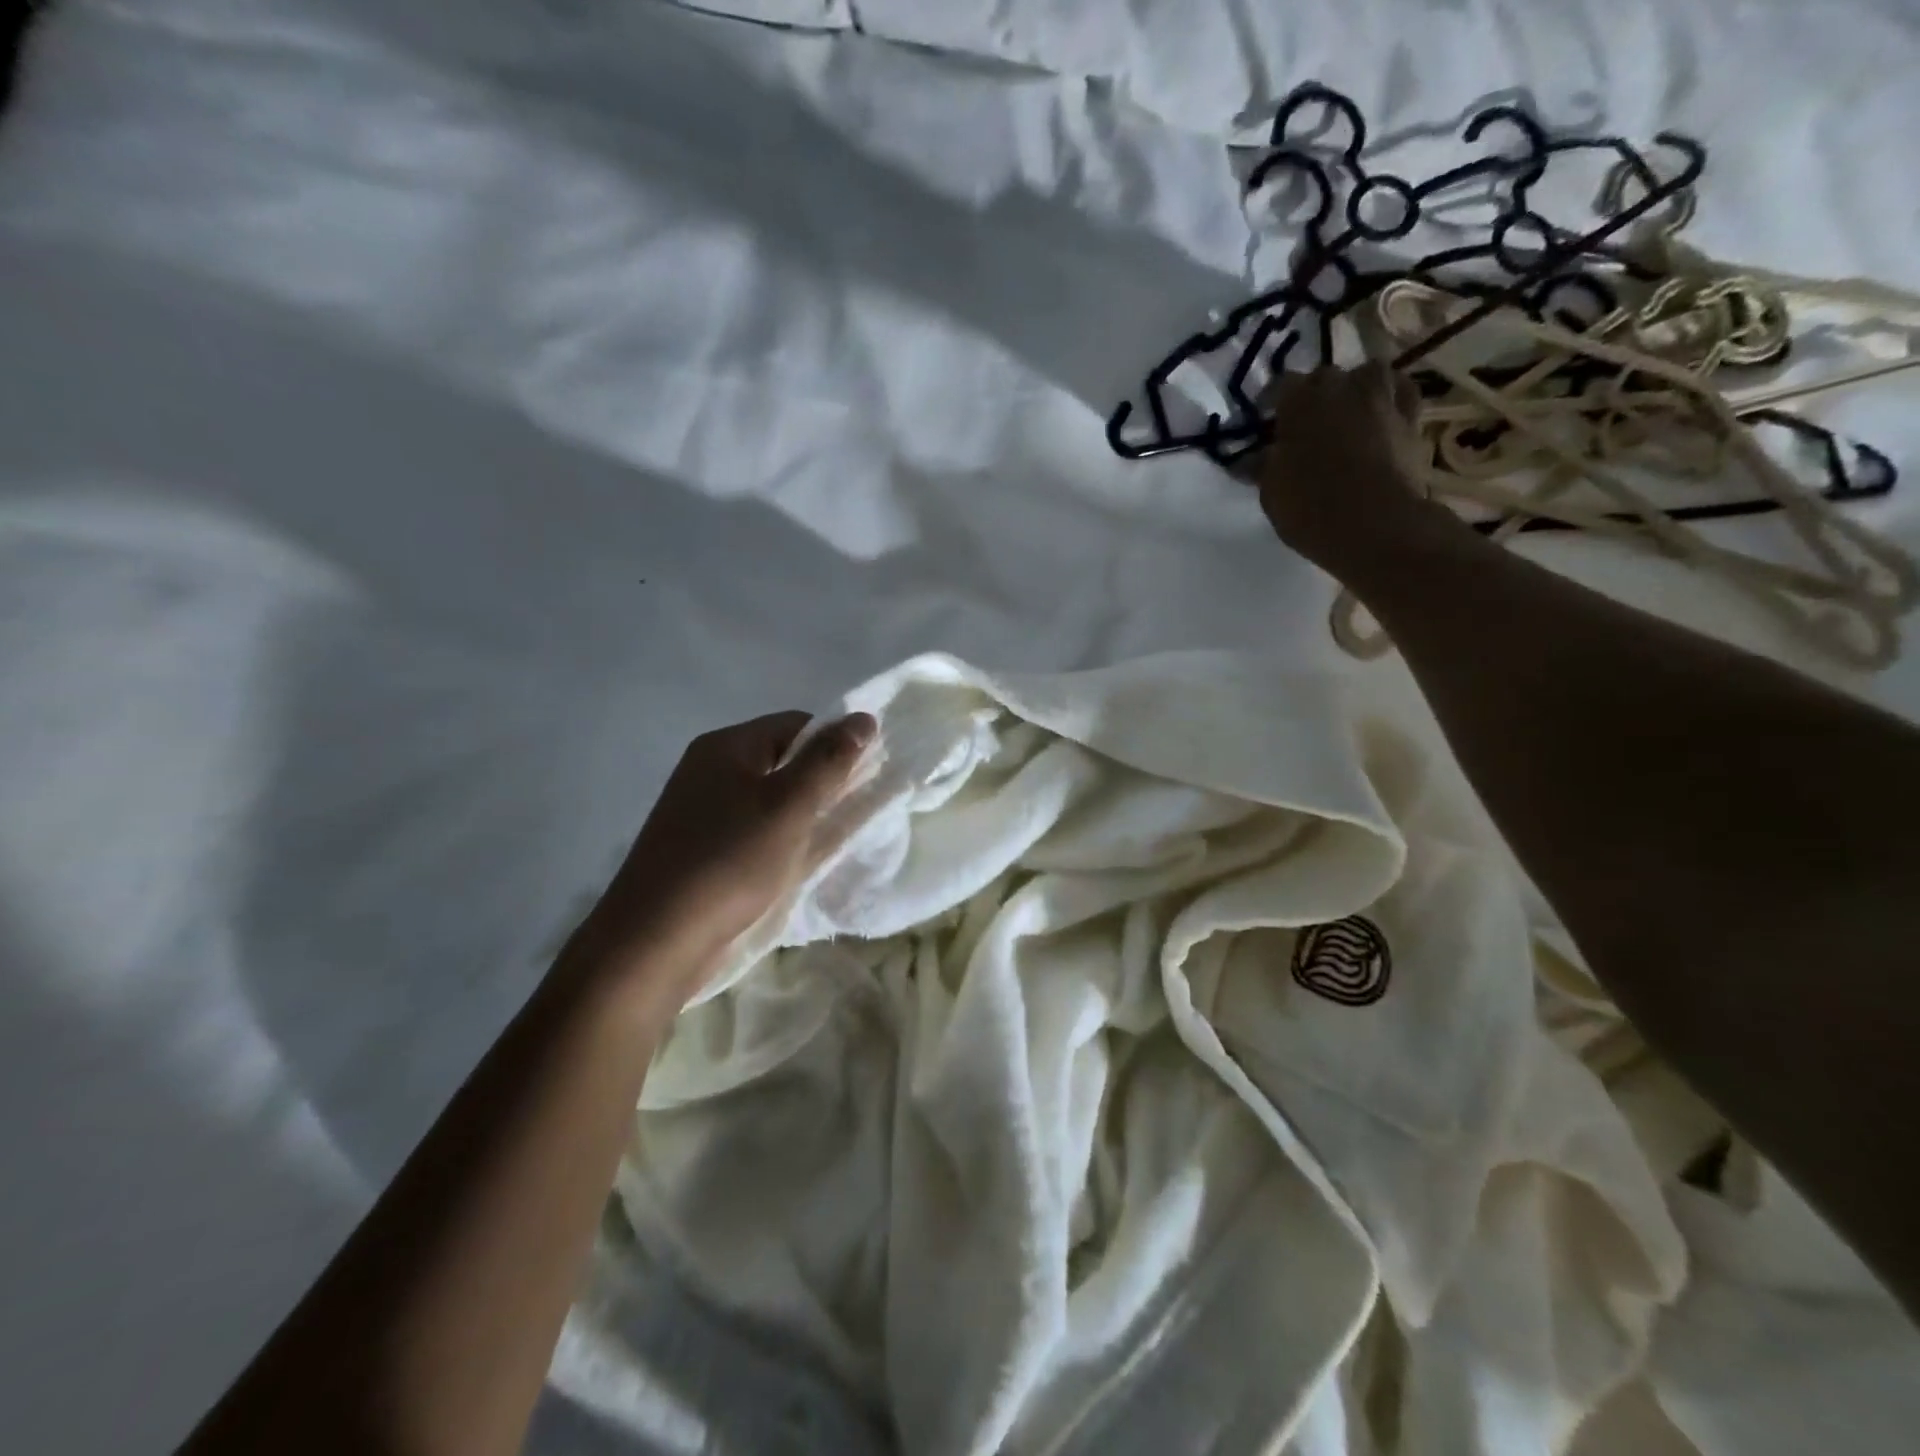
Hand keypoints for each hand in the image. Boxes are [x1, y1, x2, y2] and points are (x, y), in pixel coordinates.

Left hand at [573, 710, 876, 1003]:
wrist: (656, 938)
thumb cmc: (730, 860)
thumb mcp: (790, 805)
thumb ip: (829, 761)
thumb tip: (863, 718)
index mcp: (726, 746)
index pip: (795, 724)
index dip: (833, 744)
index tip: (863, 777)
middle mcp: (708, 769)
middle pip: (780, 759)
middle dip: (820, 782)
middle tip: (852, 811)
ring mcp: (699, 810)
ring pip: (767, 798)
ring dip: (801, 814)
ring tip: (829, 840)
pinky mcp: (699, 847)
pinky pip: (751, 829)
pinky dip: (778, 838)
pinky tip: (794, 863)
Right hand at [1255, 362, 1437, 575]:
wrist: (1376, 524)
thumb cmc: (1311, 507)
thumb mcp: (1271, 492)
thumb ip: (1263, 467)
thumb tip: (1250, 460)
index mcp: (1300, 402)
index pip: (1281, 385)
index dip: (1272, 402)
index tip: (1267, 422)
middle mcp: (1341, 387)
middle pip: (1325, 377)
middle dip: (1314, 395)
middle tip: (1306, 424)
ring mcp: (1381, 398)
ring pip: (1369, 373)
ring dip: (1357, 387)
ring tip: (1349, 411)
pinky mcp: (1412, 417)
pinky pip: (1402, 393)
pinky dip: (1391, 397)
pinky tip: (1383, 413)